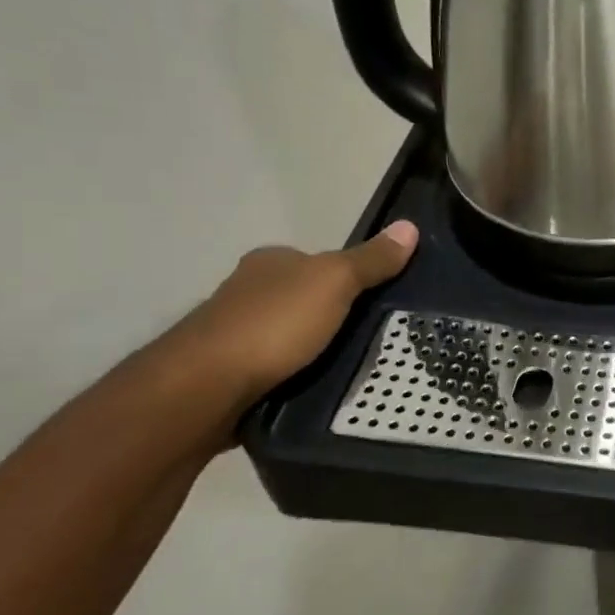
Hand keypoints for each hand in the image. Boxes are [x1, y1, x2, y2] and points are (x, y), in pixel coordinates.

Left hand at [172, 220, 418, 408]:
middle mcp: (248, 290)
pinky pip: (275, 367)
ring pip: (289, 334)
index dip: (350, 278)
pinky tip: (311, 386)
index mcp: (271, 261)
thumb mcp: (335, 283)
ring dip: (312, 348)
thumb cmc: (273, 324)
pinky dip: (293, 373)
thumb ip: (371, 260)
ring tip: (347, 367)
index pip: (320, 261)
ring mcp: (234, 332)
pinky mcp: (228, 372)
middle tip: (369, 339)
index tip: (376, 302)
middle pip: (305, 298)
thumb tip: (409, 226)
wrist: (205, 388)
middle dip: (332, 316)